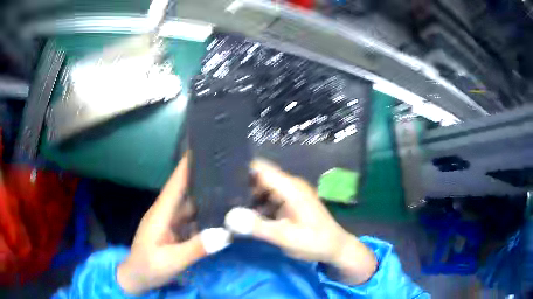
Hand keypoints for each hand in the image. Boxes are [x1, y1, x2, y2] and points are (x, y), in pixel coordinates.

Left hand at [117, 154, 230, 294]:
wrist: (137, 278)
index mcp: (160, 214)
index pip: (174, 184)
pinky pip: (192, 219)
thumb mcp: (172, 261)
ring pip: (190, 205)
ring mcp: (170, 223)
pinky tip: (220, 213)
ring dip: (206, 196)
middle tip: (226, 168)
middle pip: (184, 191)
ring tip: (229, 188)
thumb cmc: (149, 267)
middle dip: (202, 177)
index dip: (186, 166)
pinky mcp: (175, 232)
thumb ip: (196, 248)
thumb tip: (225, 234)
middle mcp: (166, 213)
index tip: (201, 148)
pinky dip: (205, 214)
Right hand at [225, 160, 376, 284]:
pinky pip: (268, 200)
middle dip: (240, 187)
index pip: (261, 169)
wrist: (336, 248)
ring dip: (247, 199)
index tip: (220, 178)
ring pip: (262, 190)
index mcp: (290, 188)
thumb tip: (229, 217)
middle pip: (259, 179)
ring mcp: (290, 195)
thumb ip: (258, 227)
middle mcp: (290, 186)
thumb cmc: (315, 242)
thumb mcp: (286, 237)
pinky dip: (256, 207)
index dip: (241, 170)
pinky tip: (244, 217)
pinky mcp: (290, 204)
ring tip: (226, 207)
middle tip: (219, 198)